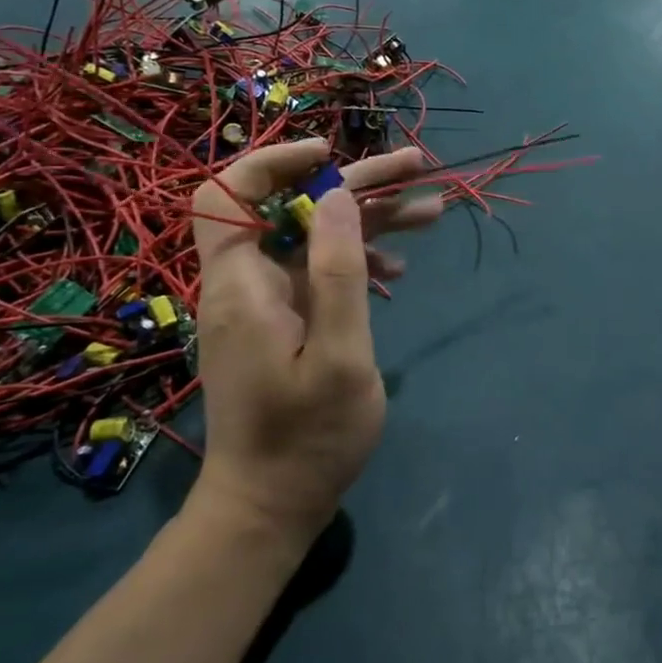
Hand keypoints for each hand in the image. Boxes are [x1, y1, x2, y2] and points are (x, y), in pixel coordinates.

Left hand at [189, 139, 442, 541]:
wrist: (271, 505)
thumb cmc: (307, 437)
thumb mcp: (340, 355)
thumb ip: (338, 270)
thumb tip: (338, 193)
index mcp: (243, 282)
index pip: (230, 193)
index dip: (275, 162)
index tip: (333, 157)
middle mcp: (247, 282)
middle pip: (293, 208)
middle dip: (355, 183)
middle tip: (418, 168)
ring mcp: (267, 303)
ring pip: (315, 238)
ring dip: (369, 221)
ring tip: (432, 213)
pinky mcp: (286, 323)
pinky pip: (319, 273)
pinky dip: (358, 262)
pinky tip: (397, 271)